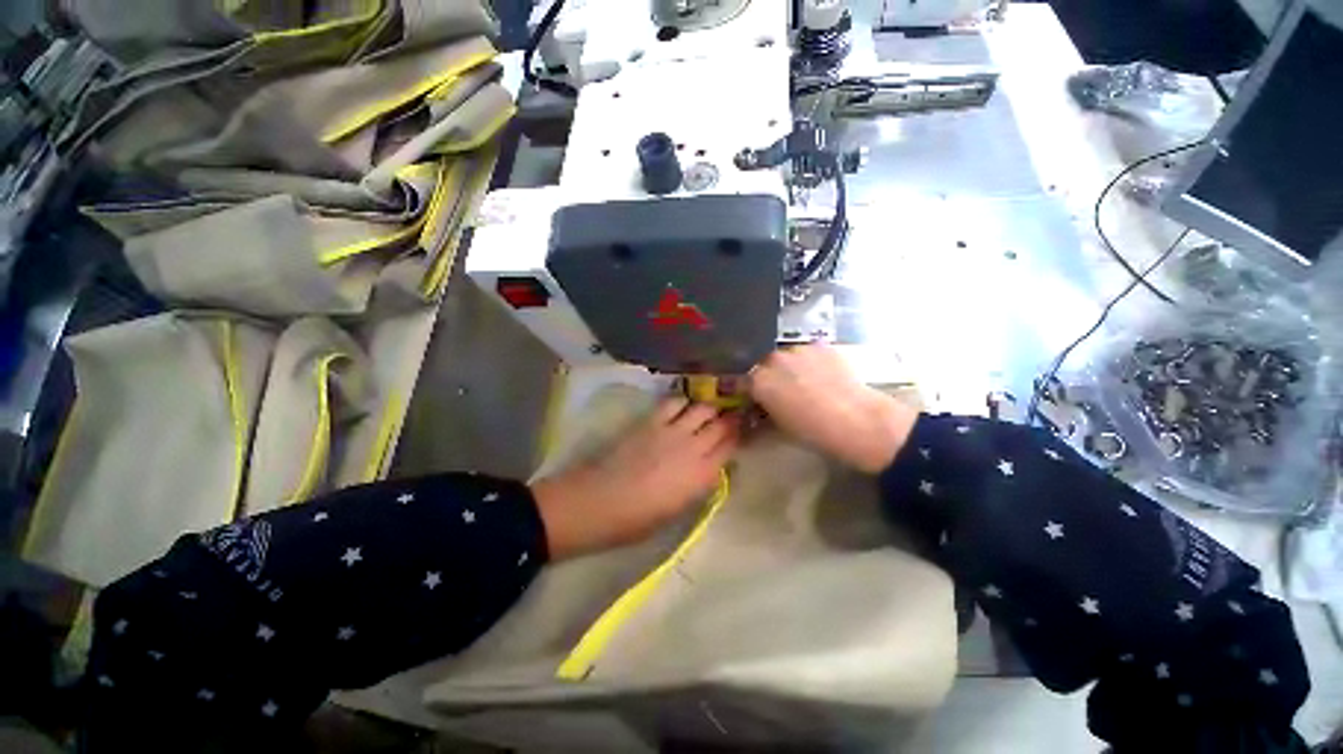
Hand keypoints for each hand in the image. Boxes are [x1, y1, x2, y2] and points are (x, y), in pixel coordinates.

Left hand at [530, 398, 738, 558]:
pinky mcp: (652, 421)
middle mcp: (693, 447)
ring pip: (702, 408)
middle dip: (732, 418)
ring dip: (710, 406)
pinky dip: (684, 401)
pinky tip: (685, 404)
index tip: (745, 430)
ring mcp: (672, 430)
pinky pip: (674, 402)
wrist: (599, 502)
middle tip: (736, 413)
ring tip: (712, 407)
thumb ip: (699, 485)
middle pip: (721, 424)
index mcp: (702, 475)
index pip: (731, 447)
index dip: (741, 436)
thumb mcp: (678, 509)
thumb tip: (712, 469)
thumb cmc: (638, 519)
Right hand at [749, 344, 916, 472]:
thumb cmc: (813, 431)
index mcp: (759, 381)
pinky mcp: (820, 345)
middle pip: (763, 364)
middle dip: (769, 376)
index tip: (752, 397)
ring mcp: (798, 349)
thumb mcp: (780, 427)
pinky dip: (810, 361)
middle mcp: (773, 359)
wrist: (856, 419)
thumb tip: (759, 409)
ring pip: (786, 356)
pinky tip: (823, 374)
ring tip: (805, 381)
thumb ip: (763, 412)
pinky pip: (808, 352)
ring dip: (790, 367)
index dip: (747, 390)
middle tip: (781, 390)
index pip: (741, 381)